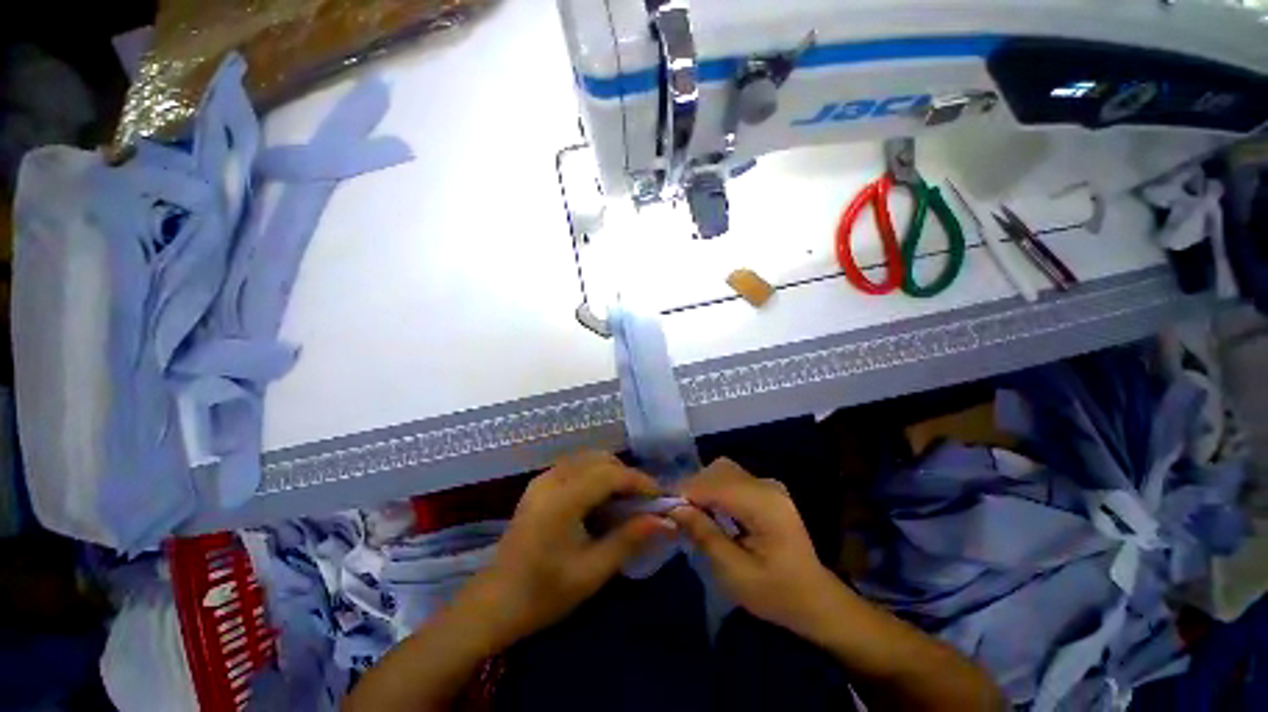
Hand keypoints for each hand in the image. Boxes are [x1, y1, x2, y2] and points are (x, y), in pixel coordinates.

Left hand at [457, 451, 672, 649]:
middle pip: (600, 459)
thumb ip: (629, 539)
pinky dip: (595, 474)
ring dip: (612, 472)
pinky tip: (602, 498)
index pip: (610, 474)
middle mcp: (552, 479)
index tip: (661, 496)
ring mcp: (542, 479)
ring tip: (627, 499)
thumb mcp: (592, 571)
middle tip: (644, 500)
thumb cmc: (544, 593)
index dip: (640, 481)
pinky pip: (575, 466)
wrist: (495, 602)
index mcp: (562, 500)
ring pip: (588, 458)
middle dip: (627, 475)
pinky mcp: (539, 484)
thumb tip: (665, 521)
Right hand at [669, 458, 844, 636]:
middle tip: (675, 513)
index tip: (661, 506)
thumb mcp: (736, 574)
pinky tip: (708, 511)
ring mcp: (769, 485)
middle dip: (692, 487)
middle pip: (718, 471)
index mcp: (765, 506)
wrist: (815, 600)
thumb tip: (674, 508)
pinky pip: (732, 479)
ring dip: (702, 487)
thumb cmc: (777, 594)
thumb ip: (704, 536)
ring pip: (723, 471)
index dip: (685, 492)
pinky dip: (714, 489)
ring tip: (689, 512)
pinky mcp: (766, 490)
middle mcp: (767, 486)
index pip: (716, 485)